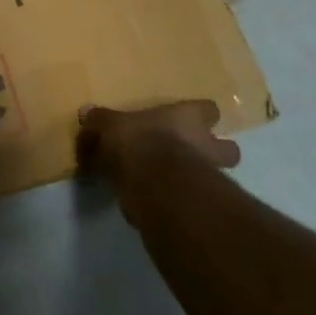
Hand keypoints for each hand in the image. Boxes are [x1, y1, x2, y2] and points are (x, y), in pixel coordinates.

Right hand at [77, 100, 239, 226]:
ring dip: (202, 178)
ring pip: (218, 176)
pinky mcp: (201, 205)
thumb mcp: (110, 126)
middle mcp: (206, 144)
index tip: (187, 120)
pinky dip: (182, 200)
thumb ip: (101, 120)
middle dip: (215, 152)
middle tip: (192, 154)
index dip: (200, 115)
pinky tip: (162, 201)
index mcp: (188, 118)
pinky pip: (195, 200)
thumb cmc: (138, 142)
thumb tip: (86, 112)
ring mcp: (210, 176)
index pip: (208, 110)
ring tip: (177, 182)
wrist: (155, 186)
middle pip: (229, 148)